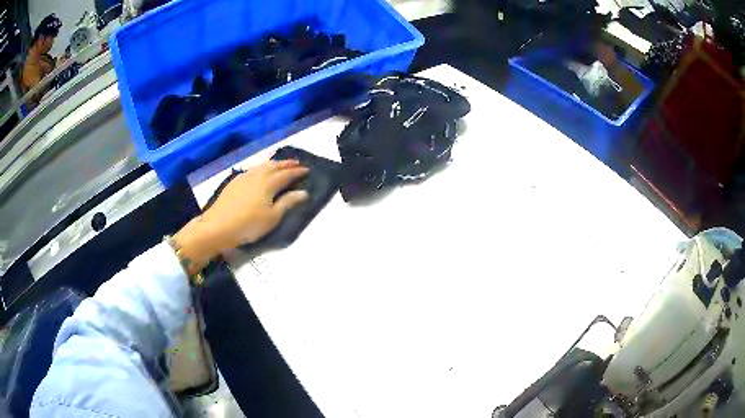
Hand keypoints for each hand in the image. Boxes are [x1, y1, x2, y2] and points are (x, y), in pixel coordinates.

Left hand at [173, 160, 308, 274]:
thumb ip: (288, 203)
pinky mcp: (234, 182)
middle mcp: (258, 175)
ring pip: (262, 166)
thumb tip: (304, 192)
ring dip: (273, 163)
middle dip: (286, 164)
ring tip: (280, 164)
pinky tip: (259, 172)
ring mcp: (244, 177)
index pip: (287, 174)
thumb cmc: (248, 224)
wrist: (218, 226)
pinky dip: (261, 167)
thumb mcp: (272, 217)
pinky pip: (253, 169)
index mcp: (269, 183)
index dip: (297, 172)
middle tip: (296, 163)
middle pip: (274, 166)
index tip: (307, 170)